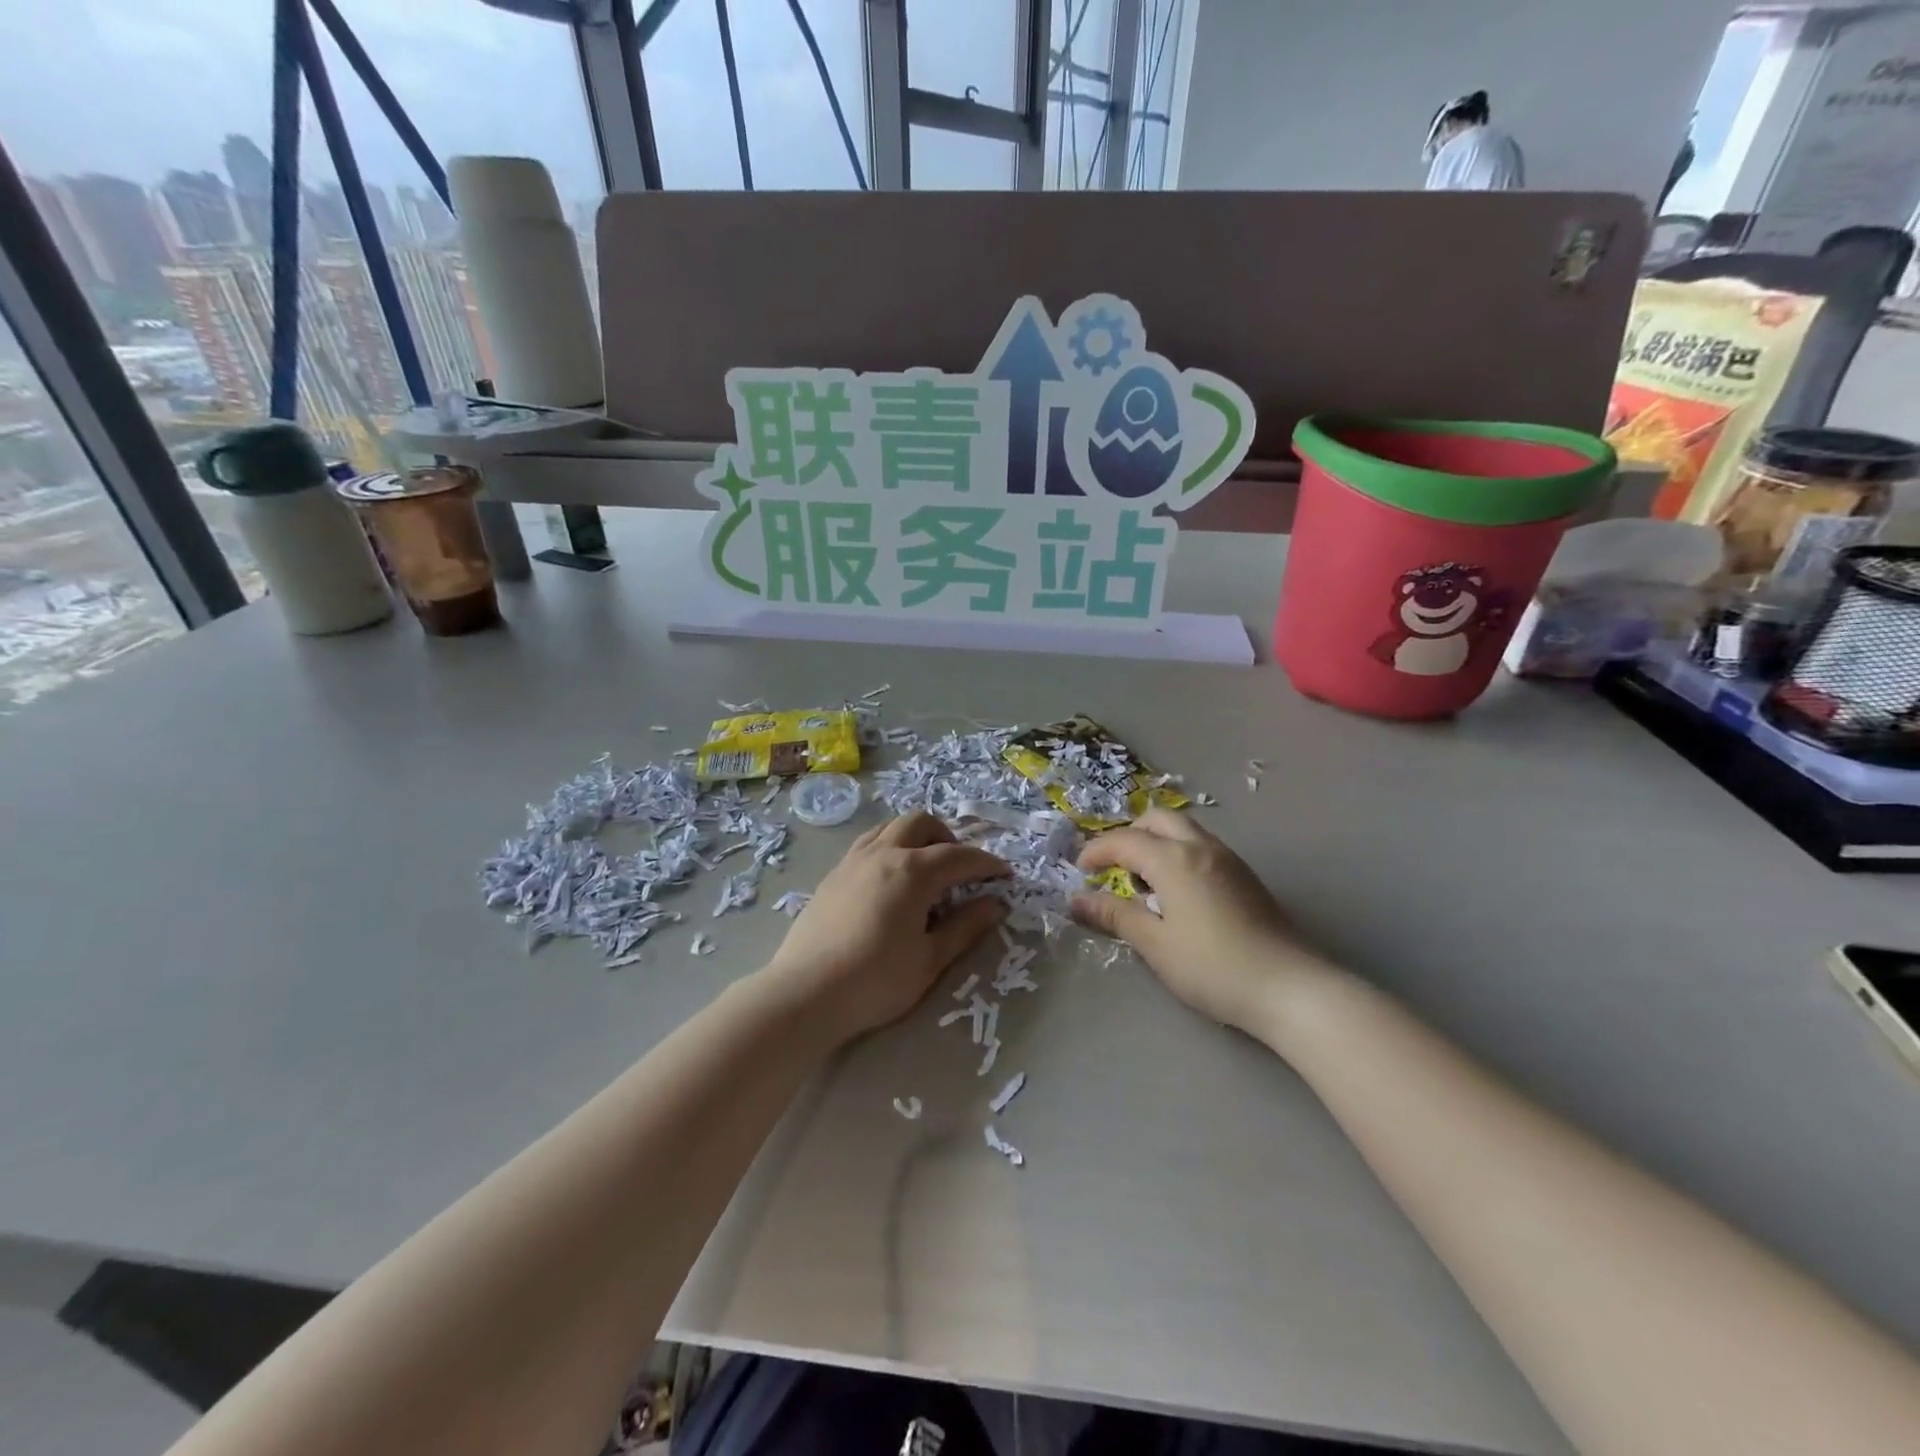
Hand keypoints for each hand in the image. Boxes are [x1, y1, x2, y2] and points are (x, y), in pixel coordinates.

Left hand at [762, 812, 1007, 1044]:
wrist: (805, 994)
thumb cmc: (875, 981)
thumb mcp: (930, 960)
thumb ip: (965, 927)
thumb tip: (995, 904)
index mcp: (913, 871)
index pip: (960, 856)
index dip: (986, 863)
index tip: (1004, 875)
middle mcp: (883, 853)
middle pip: (922, 823)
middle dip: (949, 839)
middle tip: (960, 871)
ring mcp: (853, 860)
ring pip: (891, 827)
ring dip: (916, 838)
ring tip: (926, 870)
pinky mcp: (833, 874)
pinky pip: (868, 843)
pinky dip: (890, 847)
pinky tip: (891, 881)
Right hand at [1071, 809, 1318, 1034]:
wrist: (1289, 988)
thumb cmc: (1212, 967)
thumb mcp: (1155, 945)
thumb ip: (1115, 916)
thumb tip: (1077, 900)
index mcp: (1174, 860)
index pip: (1125, 841)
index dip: (1097, 851)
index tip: (1080, 870)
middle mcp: (1201, 847)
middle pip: (1157, 820)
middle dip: (1129, 835)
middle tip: (1113, 867)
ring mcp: (1228, 859)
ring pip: (1183, 830)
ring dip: (1156, 842)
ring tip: (1144, 883)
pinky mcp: (1245, 876)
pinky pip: (1201, 846)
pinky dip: (1178, 853)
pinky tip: (1177, 893)